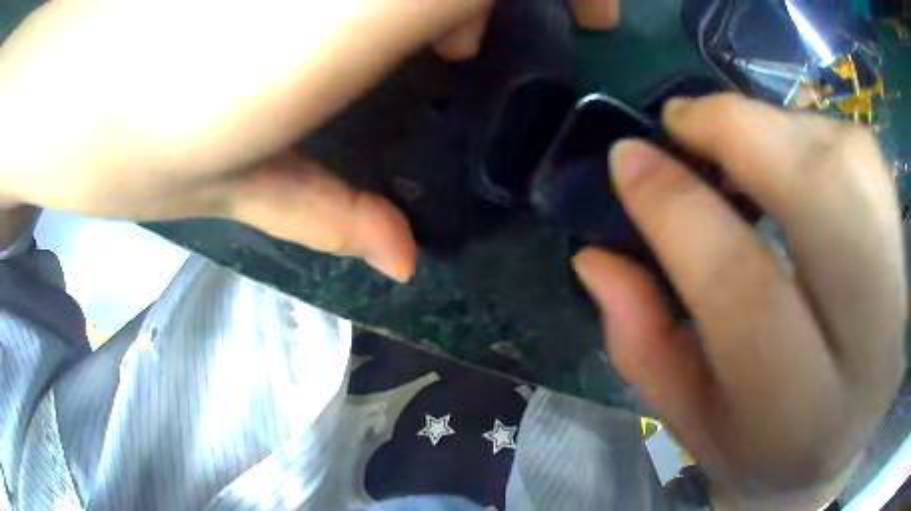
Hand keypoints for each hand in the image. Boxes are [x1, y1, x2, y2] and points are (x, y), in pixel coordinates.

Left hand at [0, 0, 618, 281]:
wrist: (56, 86)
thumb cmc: (120, 143)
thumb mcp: (228, 185)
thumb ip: (327, 207)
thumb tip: (404, 255)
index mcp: (343, 21)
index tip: (594, 23)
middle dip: (513, 1)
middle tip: (486, 52)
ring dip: (453, 1)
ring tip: (444, 44)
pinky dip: (405, 2)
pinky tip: (379, 23)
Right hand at [573, 95, 905, 507]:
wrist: (835, 450)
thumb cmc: (755, 448)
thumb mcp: (686, 417)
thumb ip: (639, 339)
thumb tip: (594, 255)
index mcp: (801, 416)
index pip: (745, 290)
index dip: (678, 208)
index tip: (626, 158)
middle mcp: (871, 349)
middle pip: (822, 195)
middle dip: (740, 131)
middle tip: (681, 121)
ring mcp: (898, 292)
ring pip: (849, 159)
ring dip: (779, 127)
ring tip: (736, 139)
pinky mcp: (903, 254)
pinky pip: (866, 157)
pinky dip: (817, 133)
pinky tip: (791, 156)